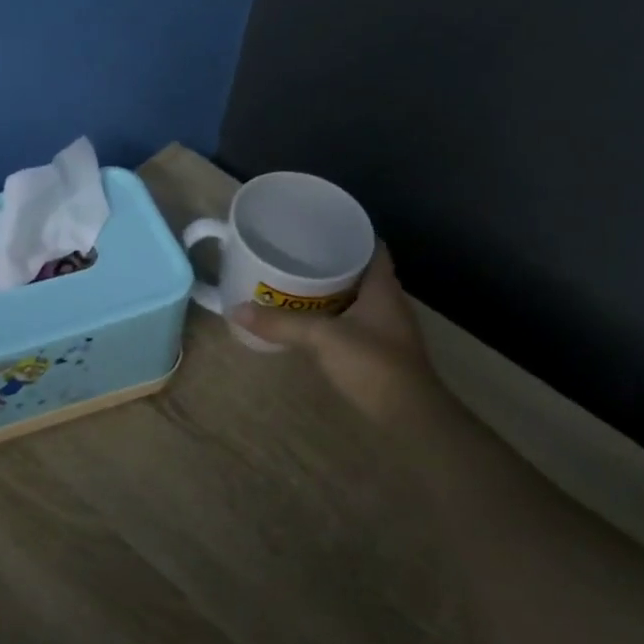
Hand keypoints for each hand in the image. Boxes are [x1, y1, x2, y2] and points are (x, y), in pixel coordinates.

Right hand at [230, 247, 445, 424]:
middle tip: (295, 254)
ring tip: (294, 283)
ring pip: (355, 298)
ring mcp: (386, 328)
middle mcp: (388, 301)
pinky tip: (308, 321)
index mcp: (383, 286)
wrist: (409, 416)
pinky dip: (332, 317)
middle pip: (360, 271)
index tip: (317, 228)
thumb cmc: (373, 364)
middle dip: (330, 261)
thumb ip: (280, 323)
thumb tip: (234, 309)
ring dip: (330, 291)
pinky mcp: (379, 351)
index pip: (371, 246)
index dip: (348, 233)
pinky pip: (352, 322)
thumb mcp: (322, 338)